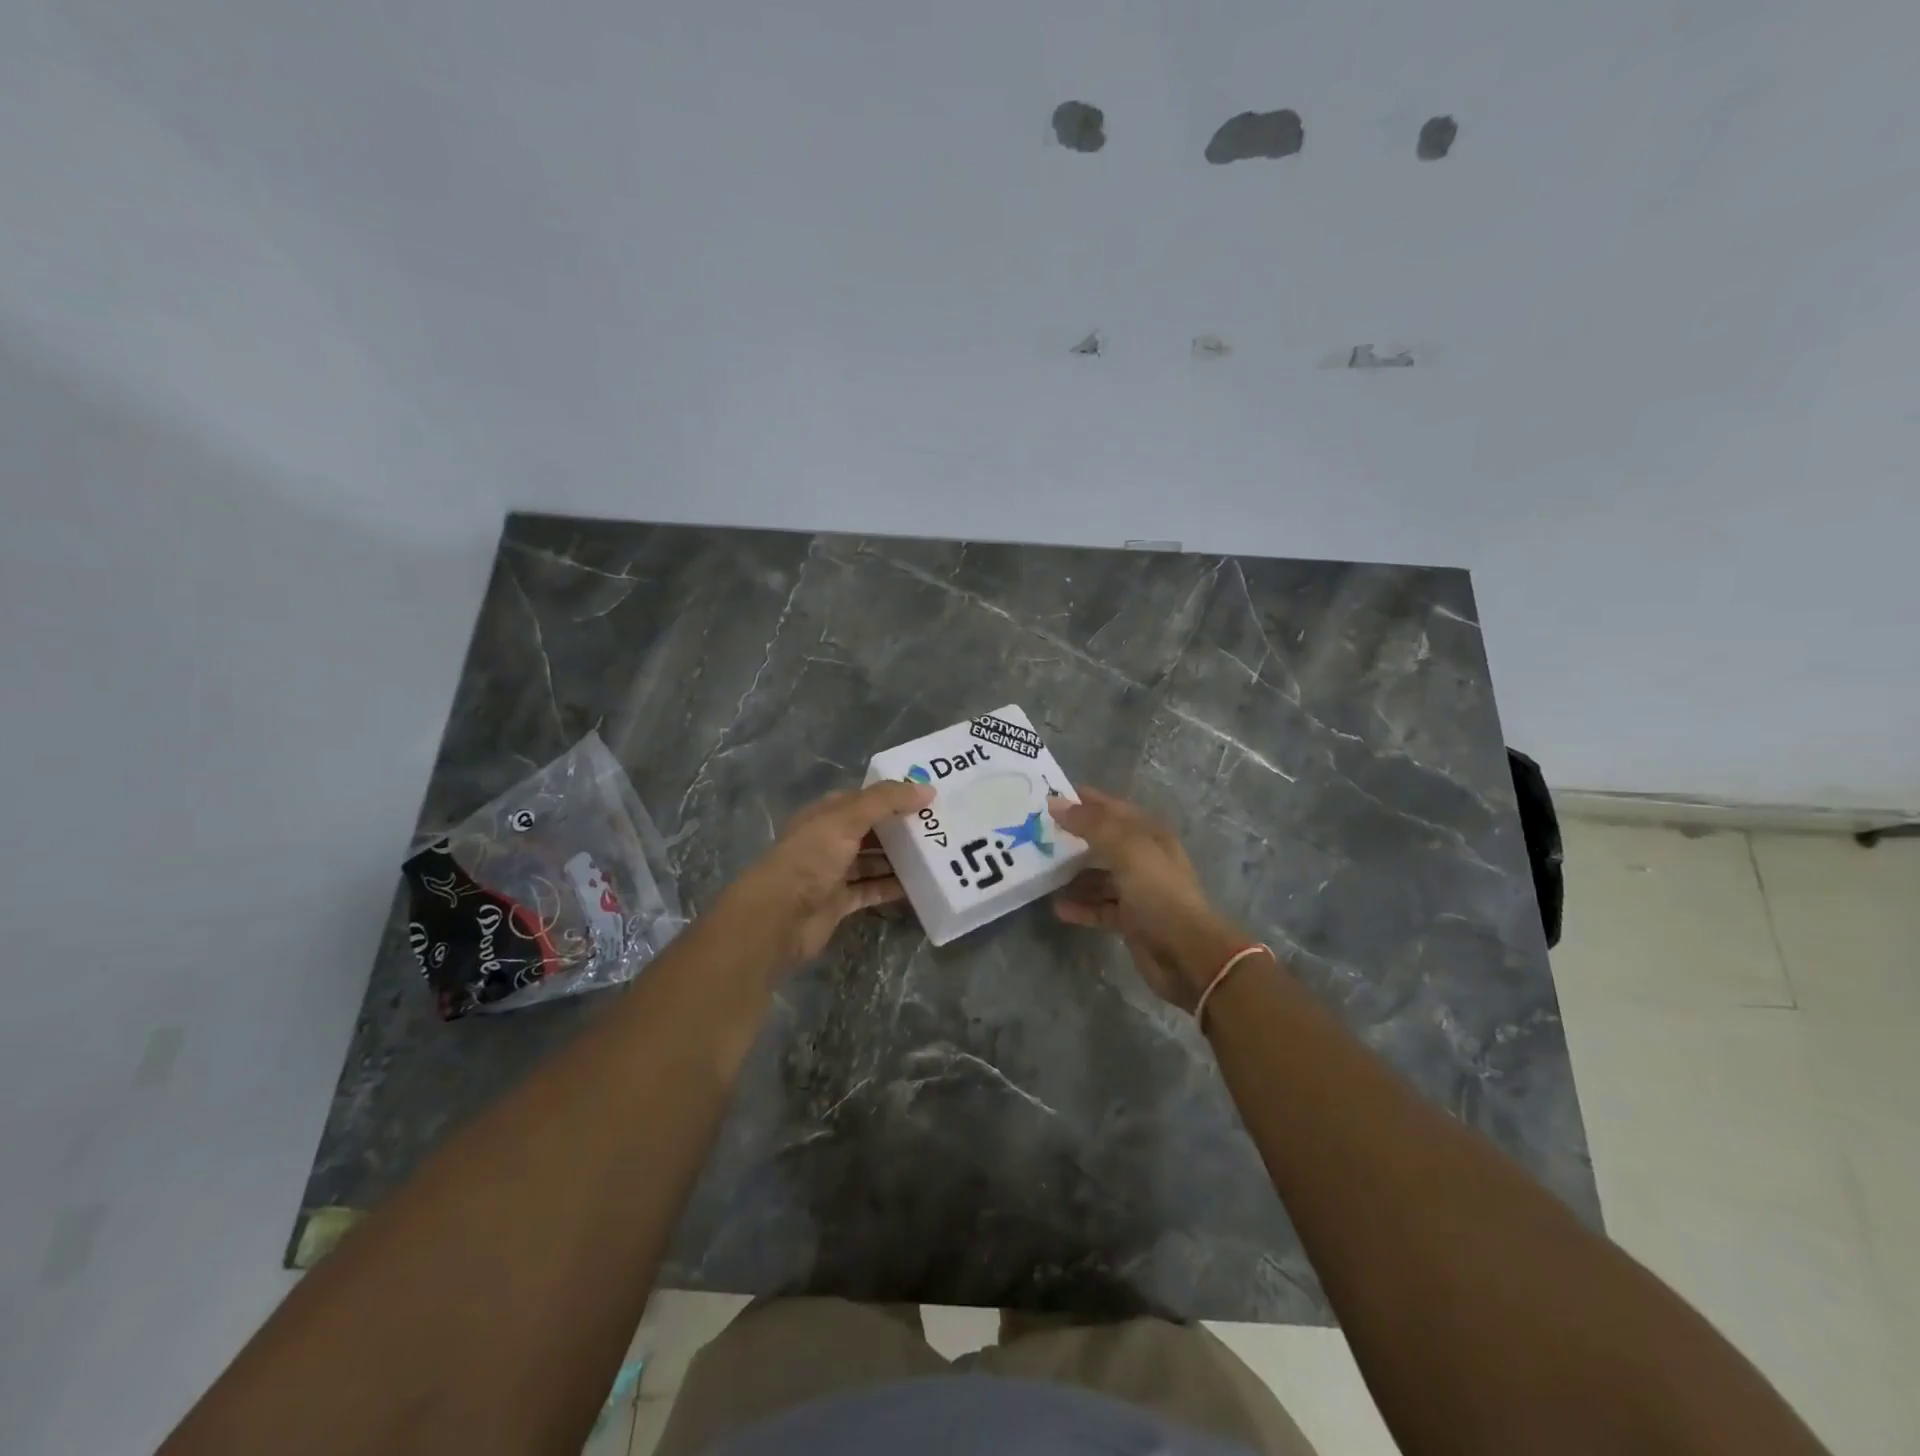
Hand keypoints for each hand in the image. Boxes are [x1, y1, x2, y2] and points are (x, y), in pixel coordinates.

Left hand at [716, 780, 933, 972]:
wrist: (779, 916)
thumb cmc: (811, 858)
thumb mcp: (847, 818)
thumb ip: (886, 801)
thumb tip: (928, 790)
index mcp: (827, 814)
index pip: (866, 799)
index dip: (895, 796)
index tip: (930, 798)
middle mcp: (830, 840)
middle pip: (872, 830)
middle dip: (902, 828)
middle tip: (941, 827)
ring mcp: (834, 872)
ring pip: (874, 861)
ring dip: (900, 859)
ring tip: (938, 855)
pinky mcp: (840, 902)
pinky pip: (873, 890)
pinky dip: (893, 888)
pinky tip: (921, 886)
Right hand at [1048, 788, 1251, 1011]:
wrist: (1186, 953)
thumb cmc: (1158, 891)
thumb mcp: (1126, 849)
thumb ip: (1091, 824)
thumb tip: (1055, 803)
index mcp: (1150, 835)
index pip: (1113, 809)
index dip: (1085, 801)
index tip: (1050, 797)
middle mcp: (1145, 859)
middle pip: (1104, 842)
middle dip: (1074, 838)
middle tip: (1037, 836)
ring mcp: (1138, 891)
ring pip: (1099, 877)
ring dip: (1074, 875)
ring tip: (1042, 873)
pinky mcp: (1130, 920)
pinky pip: (1100, 907)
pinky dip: (1081, 907)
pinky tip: (1058, 907)